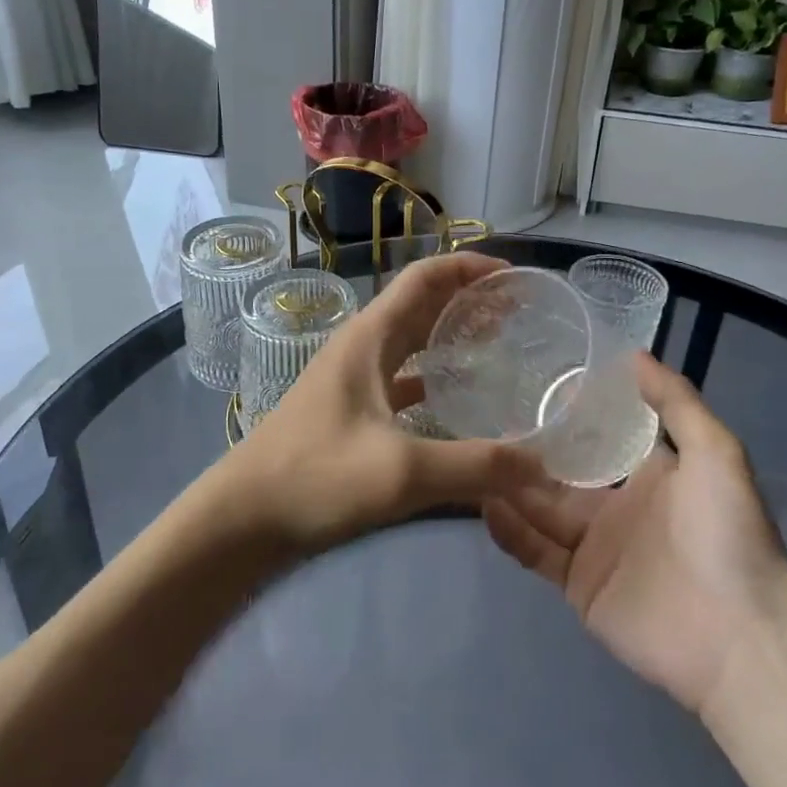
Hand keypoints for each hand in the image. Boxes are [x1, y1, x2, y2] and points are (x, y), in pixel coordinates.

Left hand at [213, 251, 553, 553]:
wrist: (242, 519)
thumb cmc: (315, 477)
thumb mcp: (402, 471)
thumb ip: (476, 466)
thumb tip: (544, 465)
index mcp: (370, 338)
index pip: (424, 278)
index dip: (468, 267)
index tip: (512, 276)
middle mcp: (361, 348)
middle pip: (421, 306)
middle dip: (468, 301)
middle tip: (519, 314)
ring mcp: (352, 381)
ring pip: (411, 344)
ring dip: (451, 338)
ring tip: (498, 349)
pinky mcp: (350, 413)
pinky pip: (401, 381)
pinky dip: (432, 380)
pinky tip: (457, 403)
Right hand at [483, 353, 786, 712]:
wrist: (739, 636)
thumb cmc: (727, 535)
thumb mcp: (715, 453)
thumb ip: (675, 403)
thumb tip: (633, 354)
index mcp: (649, 475)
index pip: (600, 437)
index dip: (570, 415)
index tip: (534, 386)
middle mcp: (617, 507)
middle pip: (561, 474)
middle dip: (527, 452)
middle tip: (486, 423)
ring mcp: (595, 549)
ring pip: (540, 510)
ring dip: (509, 488)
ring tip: (473, 459)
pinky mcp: (578, 586)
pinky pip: (536, 552)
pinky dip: (511, 531)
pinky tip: (484, 505)